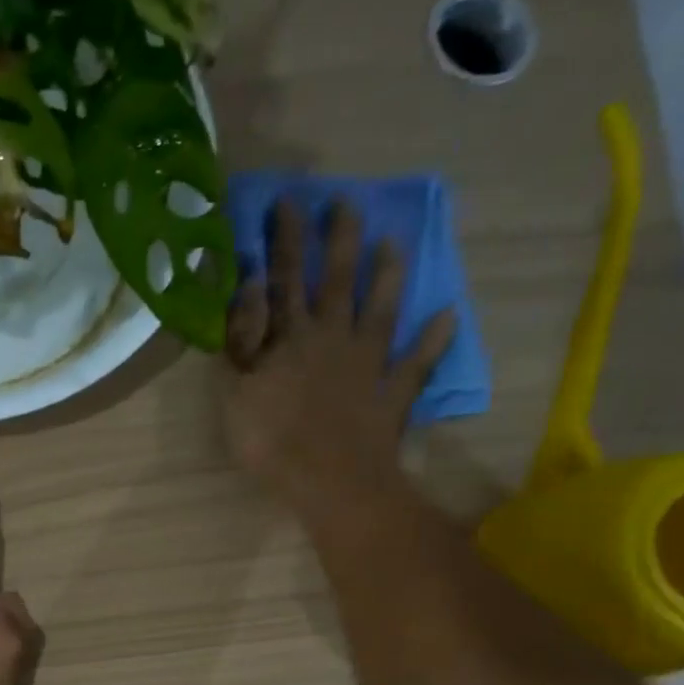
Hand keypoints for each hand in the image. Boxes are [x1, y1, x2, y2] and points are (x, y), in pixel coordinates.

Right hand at [225, 200, 457, 516]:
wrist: (329, 482)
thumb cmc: (271, 442)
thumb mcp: (235, 392)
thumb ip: (242, 339)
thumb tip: (251, 286)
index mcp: (290, 338)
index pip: (284, 279)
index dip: (284, 241)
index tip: (288, 201)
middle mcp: (332, 338)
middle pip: (335, 282)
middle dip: (337, 240)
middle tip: (345, 202)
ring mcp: (367, 364)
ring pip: (379, 311)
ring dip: (386, 277)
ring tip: (393, 244)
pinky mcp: (391, 394)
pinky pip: (417, 363)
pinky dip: (433, 341)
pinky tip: (448, 316)